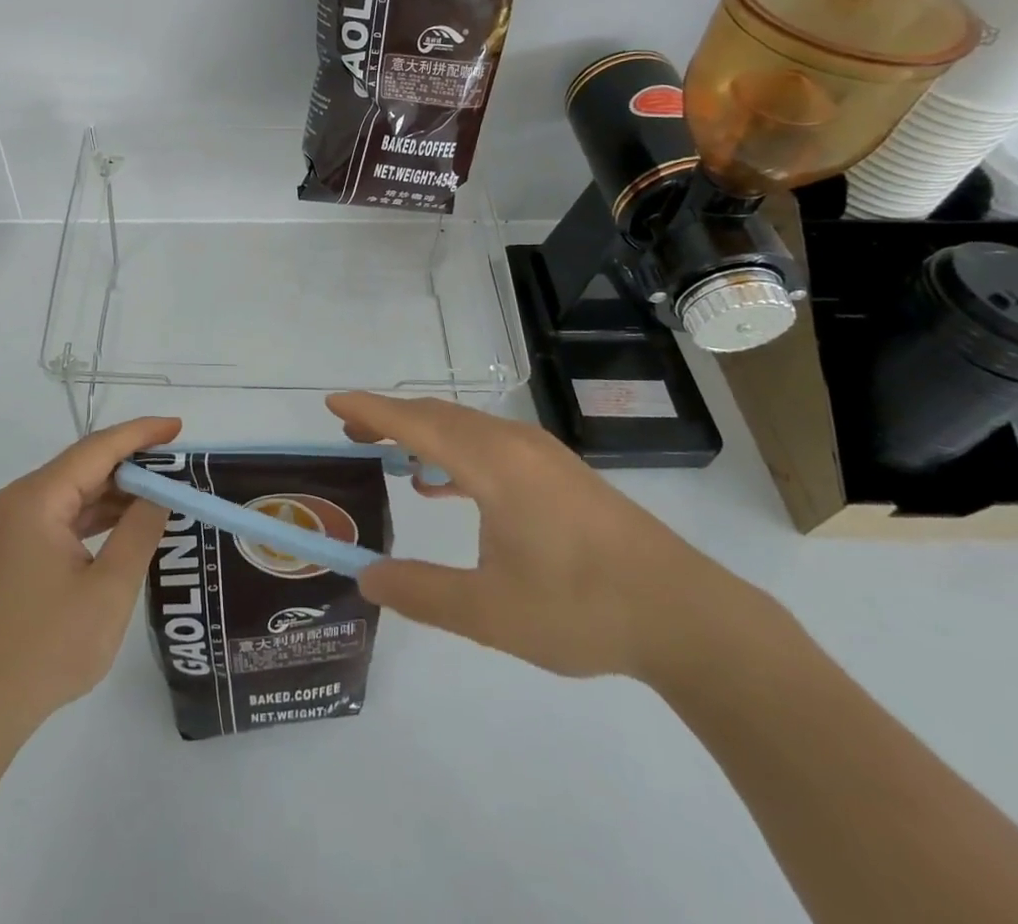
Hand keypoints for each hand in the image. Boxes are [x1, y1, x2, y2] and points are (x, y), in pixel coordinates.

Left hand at [0, 416, 180, 732]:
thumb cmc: (44, 650)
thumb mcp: (108, 590)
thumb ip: (140, 532)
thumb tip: (161, 493)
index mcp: (37, 499)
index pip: (98, 449)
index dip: (141, 434)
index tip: (179, 427)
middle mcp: (19, 501)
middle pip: (84, 465)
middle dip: (133, 462)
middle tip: (179, 466)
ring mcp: (11, 527)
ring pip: (73, 491)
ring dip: (116, 491)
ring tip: (163, 492)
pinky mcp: (12, 551)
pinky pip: (61, 516)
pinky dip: (96, 515)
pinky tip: (126, 524)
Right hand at [329, 393, 746, 683]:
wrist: (685, 615)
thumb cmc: (581, 608)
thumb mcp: (490, 613)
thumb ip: (422, 592)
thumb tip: (366, 576)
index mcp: (492, 464)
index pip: (416, 424)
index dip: (370, 411)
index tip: (332, 403)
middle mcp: (513, 444)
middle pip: (438, 416)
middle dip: (390, 418)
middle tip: (351, 432)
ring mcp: (541, 455)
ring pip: (466, 427)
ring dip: (423, 433)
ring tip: (389, 453)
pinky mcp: (558, 472)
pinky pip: (490, 445)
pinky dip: (455, 452)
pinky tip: (446, 486)